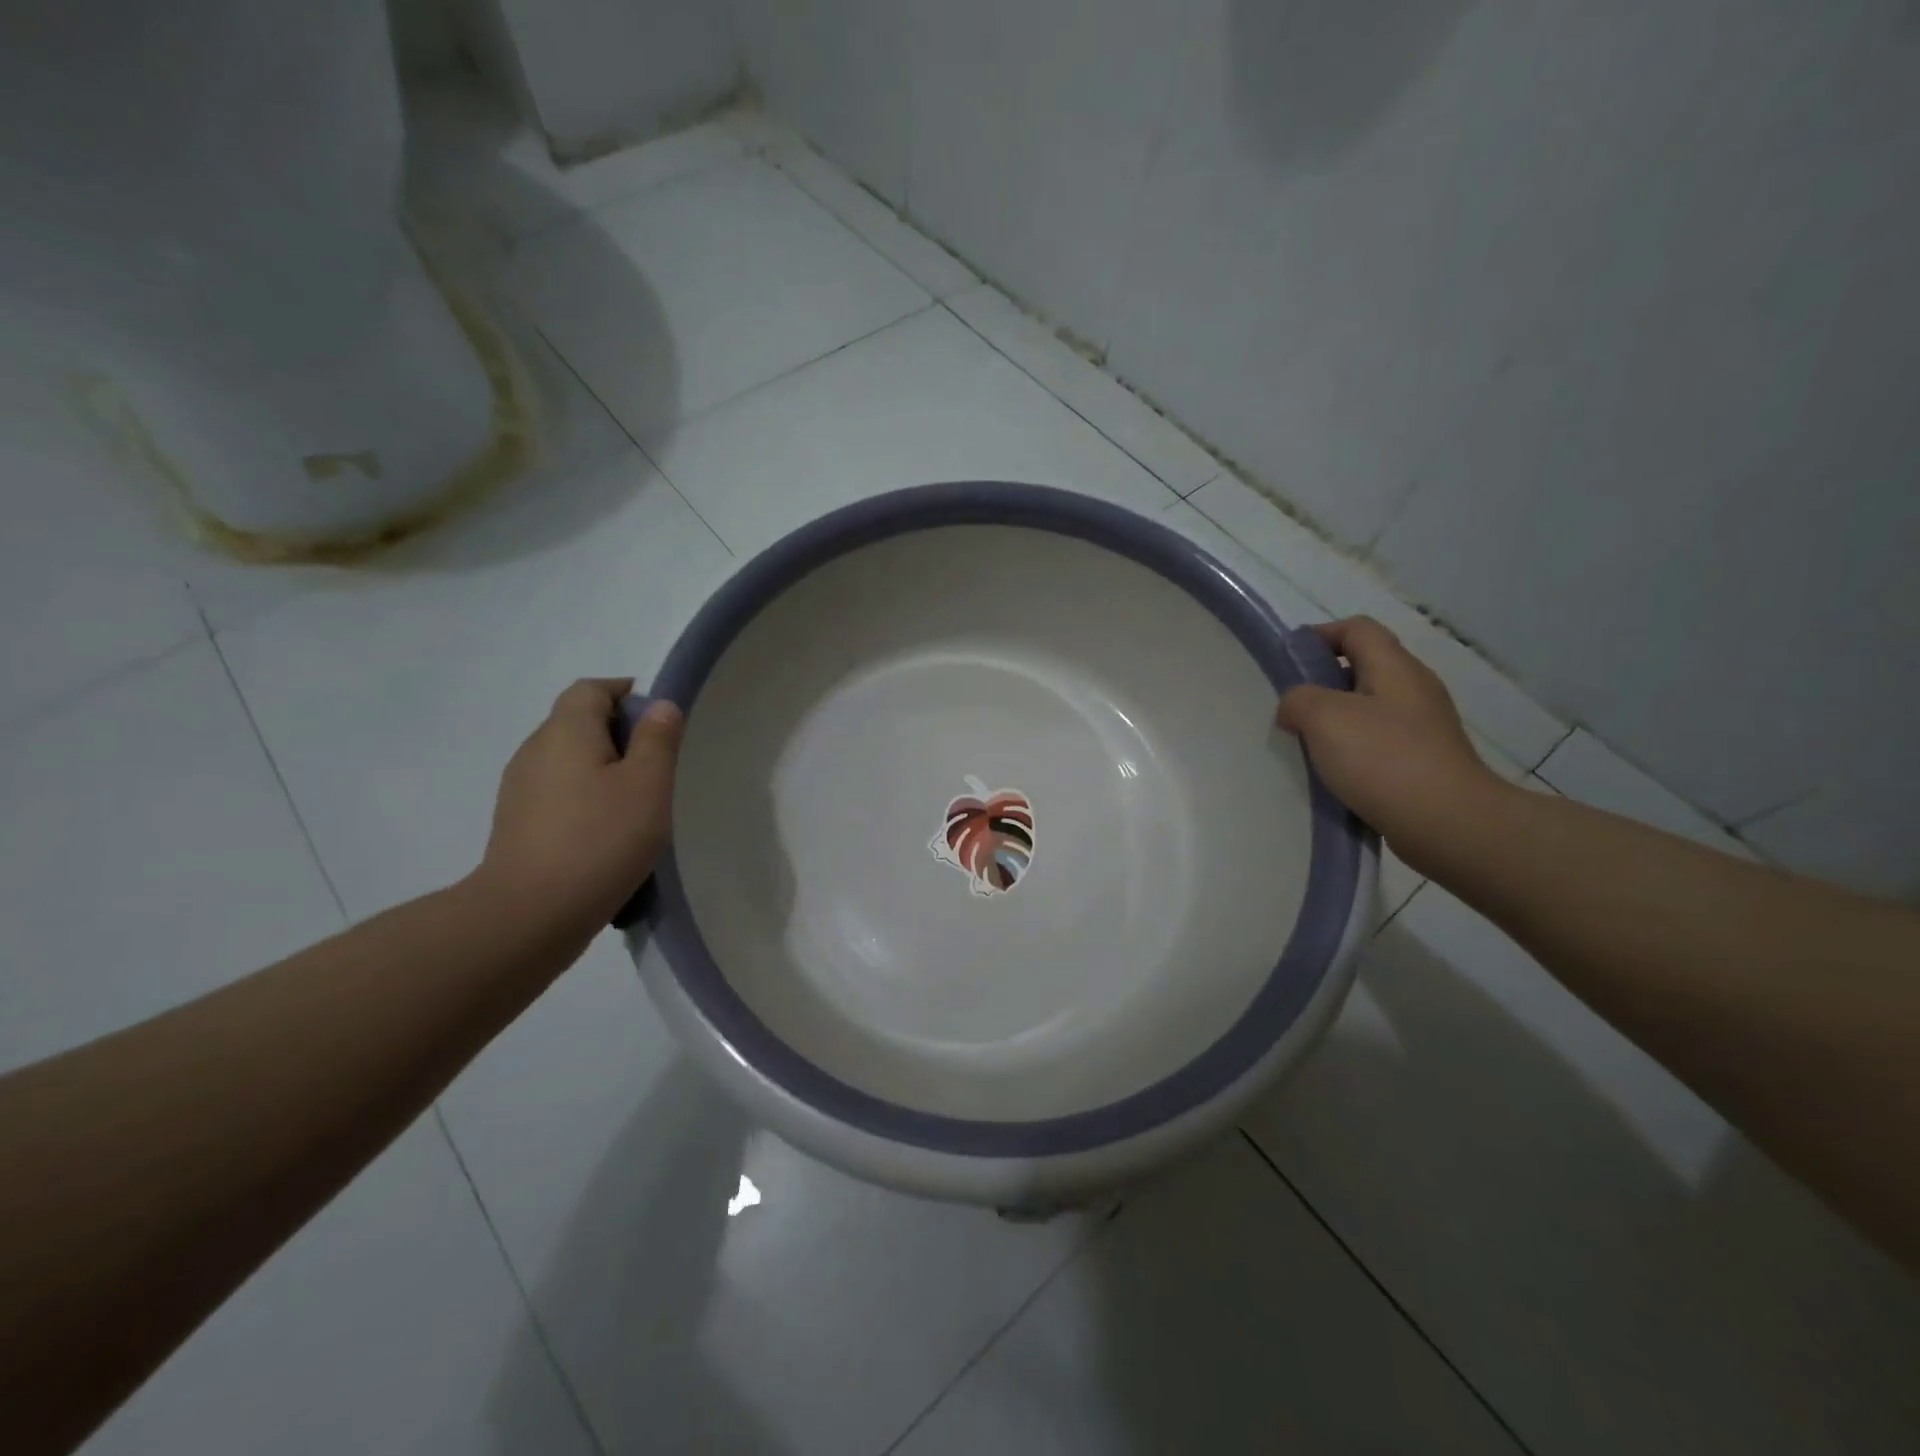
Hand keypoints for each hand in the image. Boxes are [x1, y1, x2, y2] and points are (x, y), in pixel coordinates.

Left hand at [476, 679, 682, 931]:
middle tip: (657, 765)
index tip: (659, 721)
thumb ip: (658, 739)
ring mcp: (520, 789)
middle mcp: (535, 750)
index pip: (591, 689)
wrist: (529, 914)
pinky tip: (606, 832)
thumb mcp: (648, 785)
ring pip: (568, 760)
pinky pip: (557, 793)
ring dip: (602, 769)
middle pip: (577, 722)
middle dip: (619, 733)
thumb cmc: (600, 839)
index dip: (626, 693)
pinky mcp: (516, 824)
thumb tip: (660, 705)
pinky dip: (584, 798)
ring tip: (636, 803)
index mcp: (566, 731)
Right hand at [1277, 618, 1509, 870]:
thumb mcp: (1324, 717)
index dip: (1320, 635)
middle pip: (1363, 667)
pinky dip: (1353, 748)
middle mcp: (1414, 689)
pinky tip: (1335, 772)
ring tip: (1307, 744)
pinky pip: (1379, 741)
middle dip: (1323, 682)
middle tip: (1292, 708)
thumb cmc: (1383, 759)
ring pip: (1369, 706)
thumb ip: (1298, 699)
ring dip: (1335, 719)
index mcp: (1395, 667)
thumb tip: (1295, 707)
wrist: (1447, 823)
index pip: (1357, 629)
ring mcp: (1424, 727)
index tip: (1288, 661)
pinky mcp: (1424, 760)